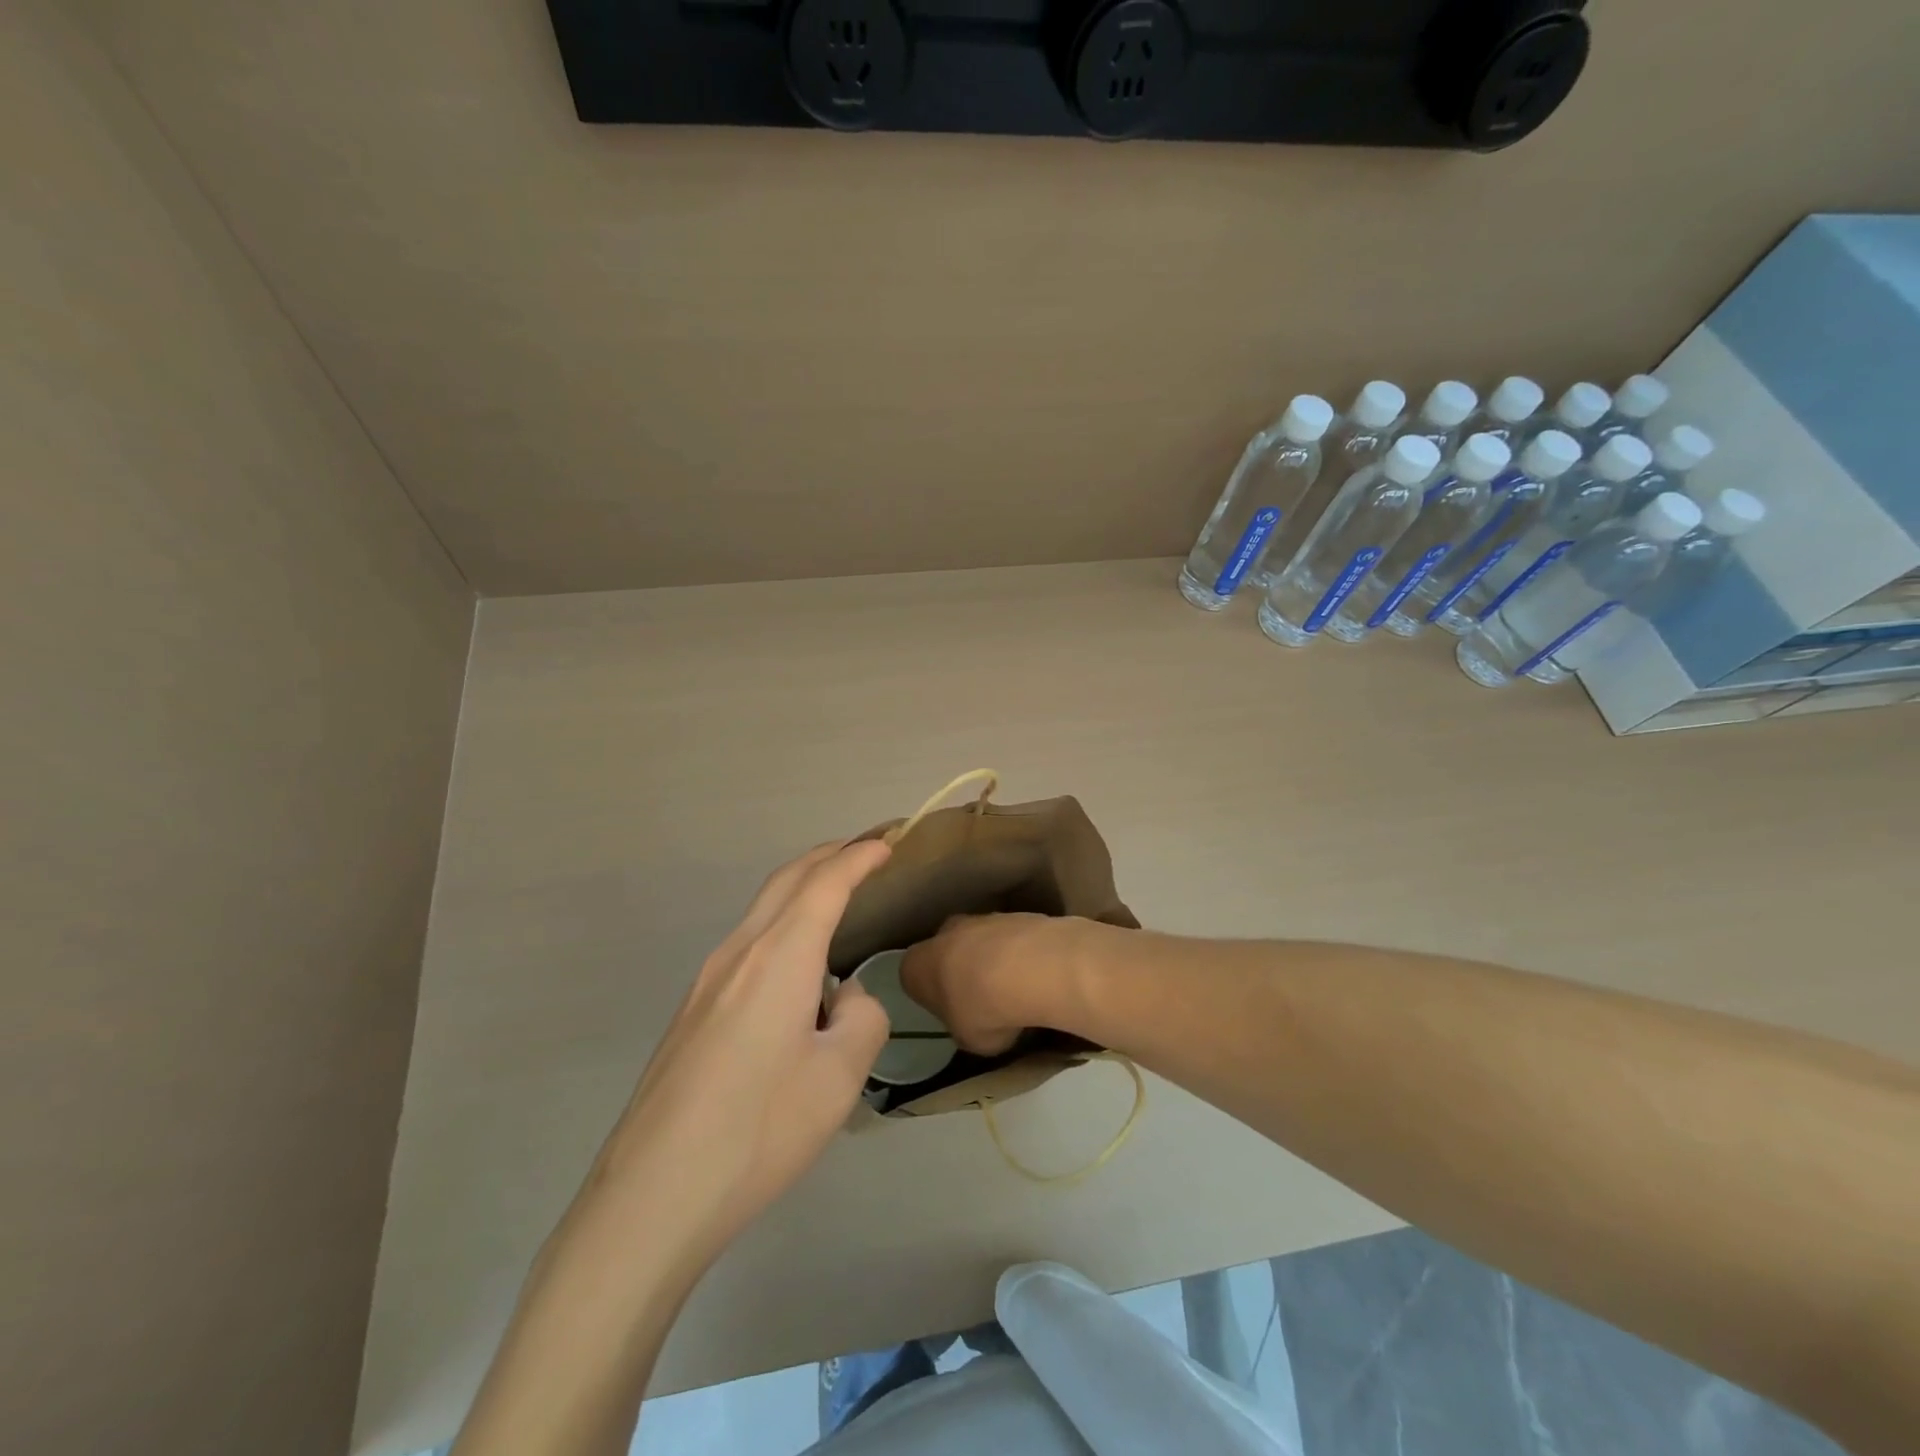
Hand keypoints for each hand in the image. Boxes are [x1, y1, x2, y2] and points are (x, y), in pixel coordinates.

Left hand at [587, 838, 893, 1266]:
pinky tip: (797, 968)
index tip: (888, 842)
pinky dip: (782, 925)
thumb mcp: (840, 1077)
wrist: (652, 1196)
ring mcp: (707, 981)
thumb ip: (861, 1018)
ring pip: (762, 911)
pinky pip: (747, 945)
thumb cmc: (759, 1130)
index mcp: (779, 956)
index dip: (859, 857)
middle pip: (786, 881)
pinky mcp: (693, 1011)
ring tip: (837, 898)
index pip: (826, 883)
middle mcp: (739, 953)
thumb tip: (844, 998)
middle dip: (828, 856)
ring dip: (802, 890)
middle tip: (866, 850)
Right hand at [900, 912, 1079, 1055]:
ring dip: (993, 960)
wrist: (1028, 969)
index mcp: (917, 965)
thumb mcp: (967, 1040)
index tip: (950, 1011)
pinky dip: (1020, 953)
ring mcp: (981, 918)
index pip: (913, 977)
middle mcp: (943, 933)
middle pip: (947, 951)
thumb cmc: (983, 1010)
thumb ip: (964, 1028)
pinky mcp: (1015, 914)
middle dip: (961, 970)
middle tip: (982, 999)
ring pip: (981, 940)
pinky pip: (1012, 938)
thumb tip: (973, 1025)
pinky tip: (1036, 975)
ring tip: (1016, 990)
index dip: (932, 995)